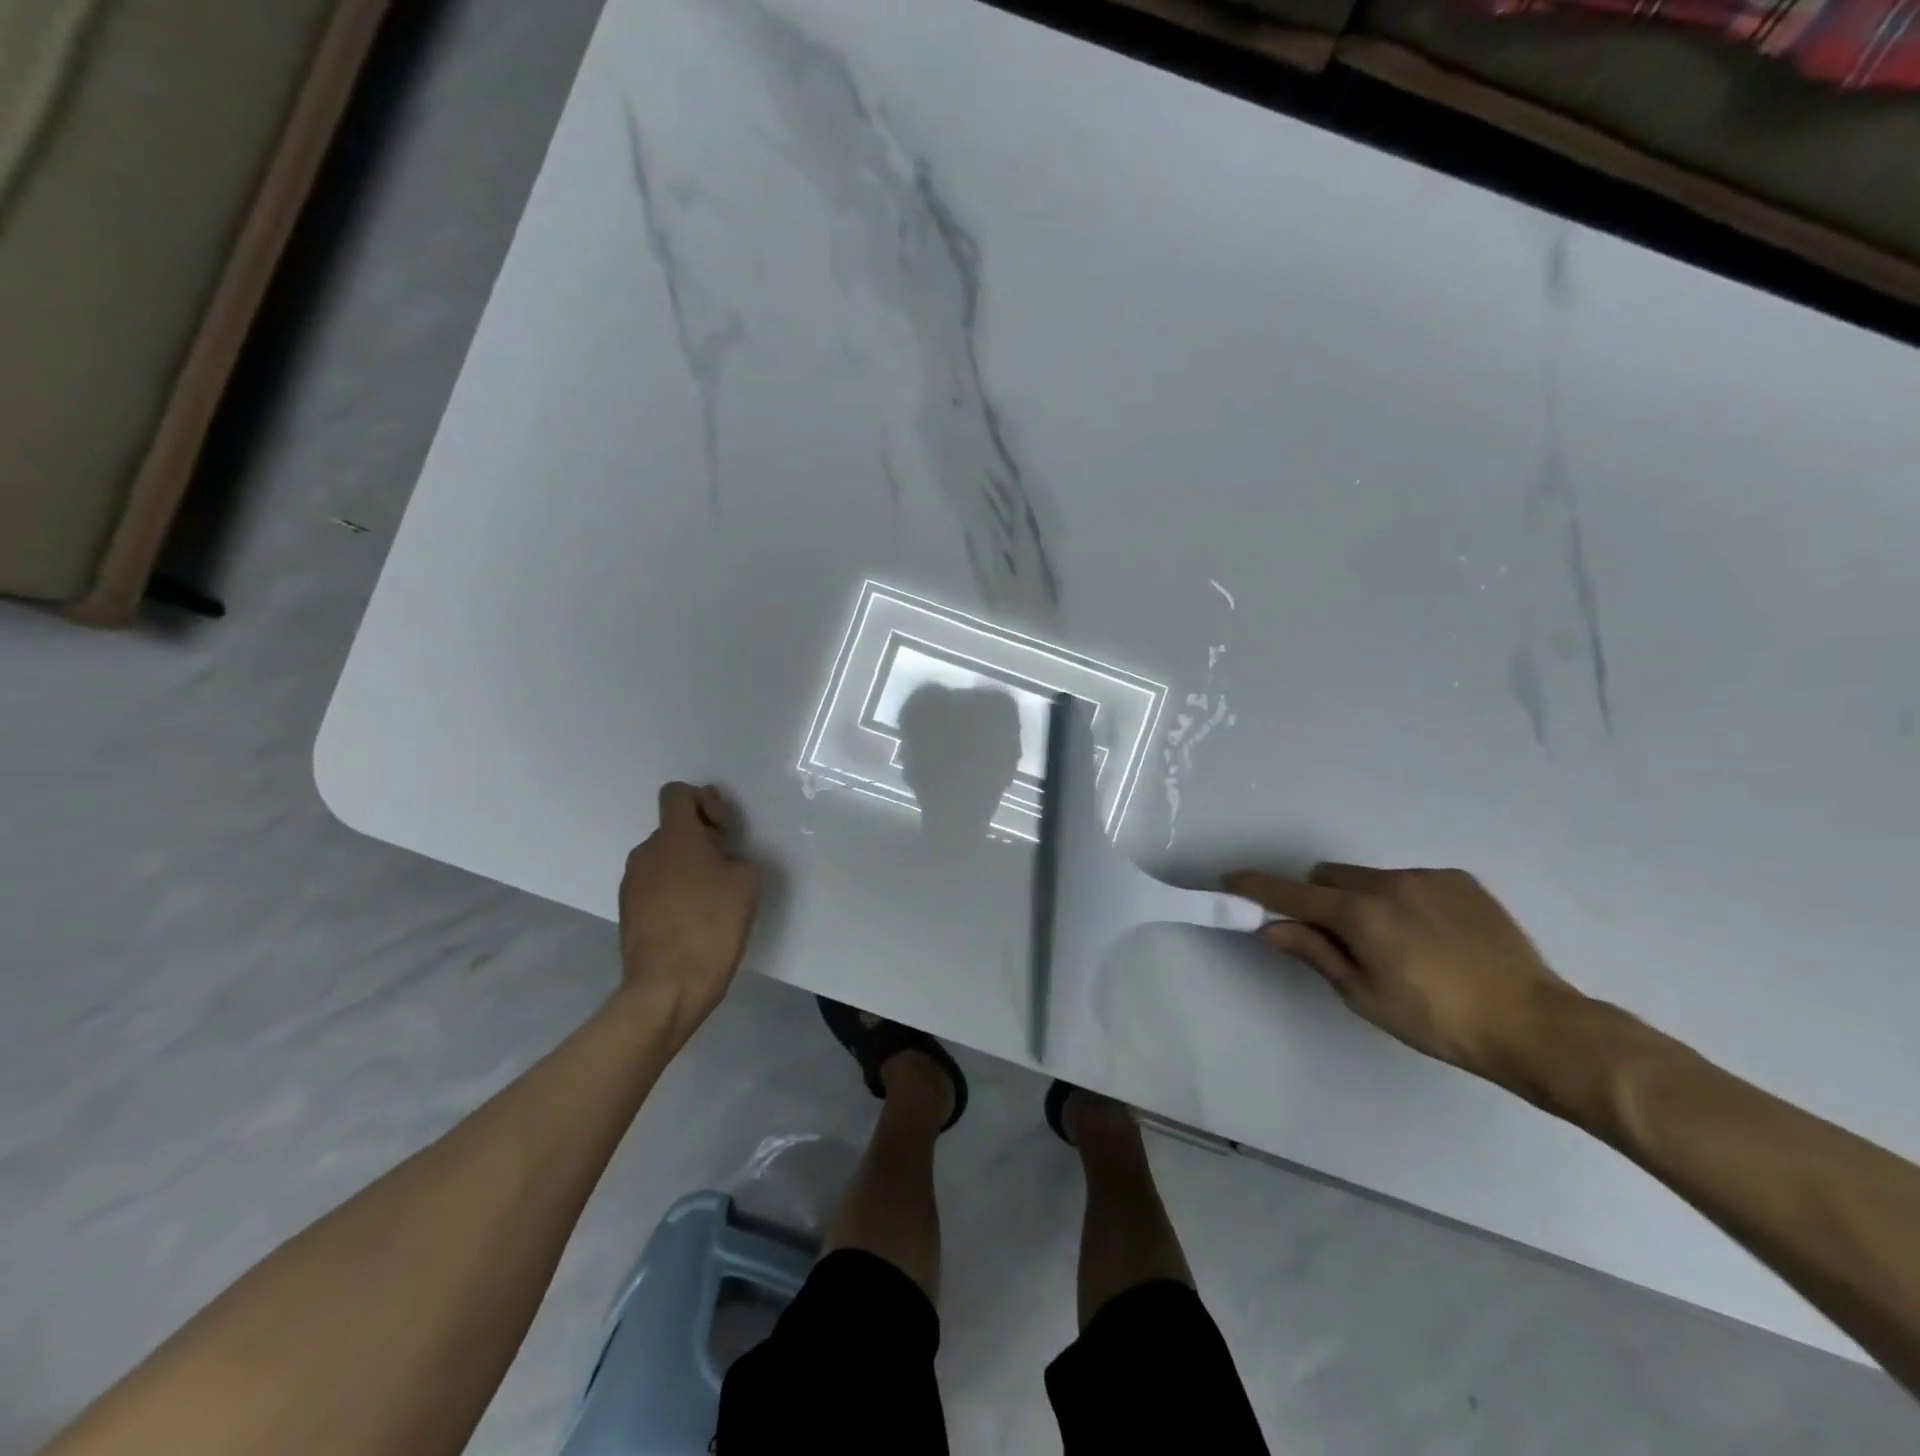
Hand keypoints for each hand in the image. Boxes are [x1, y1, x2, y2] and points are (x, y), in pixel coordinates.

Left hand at [619, 783, 761, 1043]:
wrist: (668, 987)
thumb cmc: (711, 925)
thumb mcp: (746, 882)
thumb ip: (736, 858)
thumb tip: (723, 861)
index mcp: (674, 837)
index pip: (677, 793)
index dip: (705, 801)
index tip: (724, 830)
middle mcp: (646, 853)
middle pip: (673, 828)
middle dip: (701, 838)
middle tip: (727, 865)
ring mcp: (632, 884)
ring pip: (664, 859)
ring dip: (688, 867)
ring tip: (713, 897)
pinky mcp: (628, 912)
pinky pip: (656, 887)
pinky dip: (675, 892)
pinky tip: (695, 919)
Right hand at [1222, 863, 1581, 1082]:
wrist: (1535, 1024)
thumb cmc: (1438, 1021)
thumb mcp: (1365, 995)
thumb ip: (1315, 953)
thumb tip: (1272, 927)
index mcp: (1360, 914)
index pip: (1291, 893)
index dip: (1256, 887)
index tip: (1230, 881)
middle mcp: (1389, 883)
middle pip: (1329, 876)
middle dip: (1319, 898)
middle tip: (1337, 938)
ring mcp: (1428, 878)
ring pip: (1371, 878)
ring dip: (1364, 900)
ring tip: (1398, 944)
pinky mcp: (1460, 881)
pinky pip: (1411, 881)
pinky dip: (1404, 901)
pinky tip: (1433, 938)